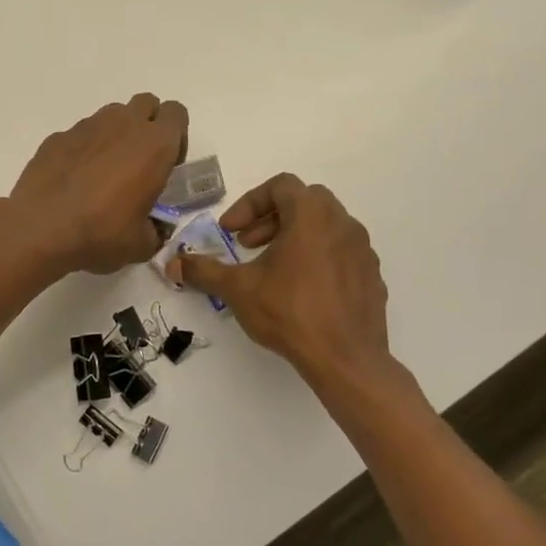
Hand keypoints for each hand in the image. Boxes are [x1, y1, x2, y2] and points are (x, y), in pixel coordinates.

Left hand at [9, 94, 188, 275]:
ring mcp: (87, 126)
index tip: (166, 165)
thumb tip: (153, 229)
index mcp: (154, 145)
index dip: (177, 137)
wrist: (40, 228)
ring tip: (105, 172)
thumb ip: (155, 230)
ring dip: (116, 134)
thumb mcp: (141, 244)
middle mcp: (123, 124)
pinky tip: (74, 180)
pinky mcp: (58, 136)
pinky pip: (80, 134)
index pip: (177, 113)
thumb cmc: (101, 233)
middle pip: (146, 104)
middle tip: (139, 163)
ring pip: (112, 115)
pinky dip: (84, 149)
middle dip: (148, 125)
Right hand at [171, 174, 413, 408]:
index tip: (231, 231)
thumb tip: (172, 264)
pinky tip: (301, 289)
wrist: (346, 359)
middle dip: (271, 218)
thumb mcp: (238, 289)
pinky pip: (341, 252)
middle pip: (304, 201)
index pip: (280, 186)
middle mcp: (342, 223)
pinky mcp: (372, 276)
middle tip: (249, 244)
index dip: (249, 203)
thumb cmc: (290, 312)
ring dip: (294, 236)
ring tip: (272, 268)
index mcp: (311, 215)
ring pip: (325, 226)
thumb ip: (203, 271)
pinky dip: (318, 257)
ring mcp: (363, 250)